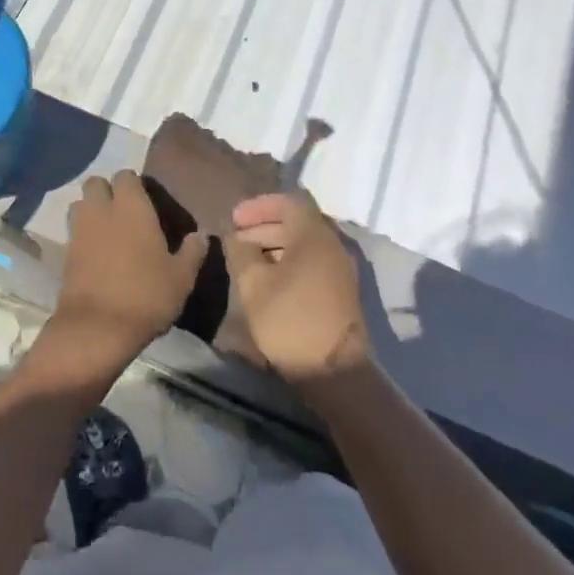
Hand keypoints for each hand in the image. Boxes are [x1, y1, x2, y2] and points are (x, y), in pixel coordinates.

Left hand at [48, 171, 208, 378]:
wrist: (97, 328)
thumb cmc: (146, 295)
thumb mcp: (181, 277)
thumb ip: (192, 252)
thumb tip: (201, 235)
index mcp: (131, 207)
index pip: (126, 176)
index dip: (134, 185)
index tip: (146, 201)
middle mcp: (102, 210)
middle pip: (96, 183)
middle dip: (106, 191)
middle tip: (124, 212)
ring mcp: (79, 230)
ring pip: (80, 204)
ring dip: (91, 210)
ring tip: (108, 230)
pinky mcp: (65, 252)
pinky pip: (73, 231)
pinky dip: (82, 235)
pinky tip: (97, 253)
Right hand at [224, 192, 370, 385]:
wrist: (333, 372)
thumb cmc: (290, 319)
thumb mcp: (253, 284)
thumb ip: (241, 252)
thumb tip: (236, 237)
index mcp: (314, 235)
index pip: (287, 202)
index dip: (257, 206)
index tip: (234, 219)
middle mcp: (331, 245)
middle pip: (296, 222)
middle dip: (263, 226)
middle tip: (235, 239)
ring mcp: (339, 270)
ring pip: (303, 244)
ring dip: (274, 245)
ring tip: (246, 260)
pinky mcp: (340, 292)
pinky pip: (311, 263)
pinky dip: (287, 262)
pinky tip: (267, 280)